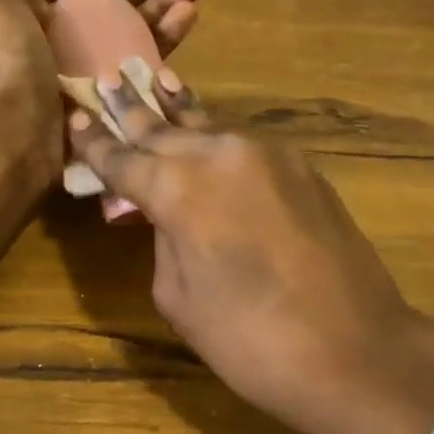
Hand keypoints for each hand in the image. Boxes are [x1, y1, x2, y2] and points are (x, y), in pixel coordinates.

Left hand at [0, 0, 206, 183]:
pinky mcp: (105, 98)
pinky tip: (188, 17)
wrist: (14, 137)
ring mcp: (83, 70)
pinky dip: (163, 40)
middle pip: (111, 0)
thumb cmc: (6, 65)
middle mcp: (56, 37)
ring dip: (165, 5)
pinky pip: (139, 64)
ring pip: (131, 29)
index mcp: (28, 10)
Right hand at [71, 77, 433, 433]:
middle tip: (106, 84)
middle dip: (131, 111)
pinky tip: (204, 130)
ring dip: (177, 111)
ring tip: (154, 80)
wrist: (358, 353)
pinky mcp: (302, 167)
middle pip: (163, 129)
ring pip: (207, 128)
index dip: (95, 143)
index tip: (75, 119)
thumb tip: (164, 213)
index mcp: (178, 189)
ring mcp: (268, 155)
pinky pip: (243, 146)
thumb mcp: (178, 297)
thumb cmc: (250, 341)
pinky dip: (216, 139)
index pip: (123, 158)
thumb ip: (162, 239)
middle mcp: (220, 155)